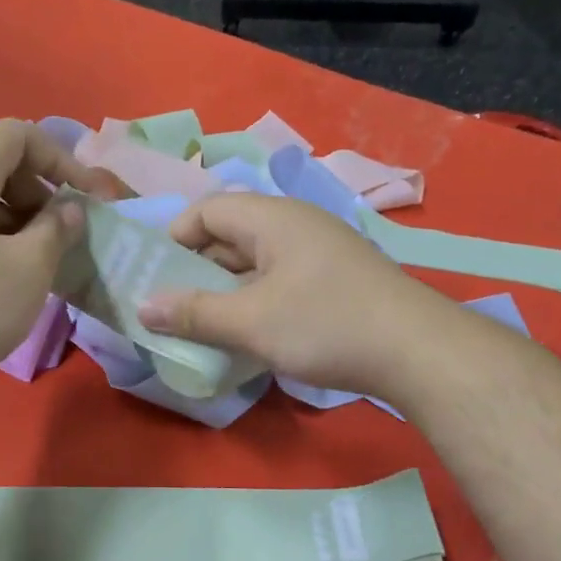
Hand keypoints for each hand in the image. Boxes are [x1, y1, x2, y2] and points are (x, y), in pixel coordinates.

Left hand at [0, 119, 125, 399]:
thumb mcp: (28, 268)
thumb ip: (57, 229)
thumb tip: (69, 209)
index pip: (17, 135)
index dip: (60, 157)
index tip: (85, 197)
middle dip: (40, 191)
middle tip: (64, 235)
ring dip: (18, 221)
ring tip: (41, 263)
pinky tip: (5, 282)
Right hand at [136, 193, 438, 397]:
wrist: (417, 351)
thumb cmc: (325, 325)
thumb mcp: (250, 322)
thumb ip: (194, 313)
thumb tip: (143, 307)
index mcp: (272, 219)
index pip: (207, 209)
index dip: (175, 238)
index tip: (156, 277)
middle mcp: (295, 225)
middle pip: (230, 235)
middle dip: (196, 269)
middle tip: (171, 307)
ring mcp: (319, 252)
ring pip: (255, 262)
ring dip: (226, 290)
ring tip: (203, 325)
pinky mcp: (335, 281)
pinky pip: (280, 280)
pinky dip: (255, 301)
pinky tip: (248, 333)